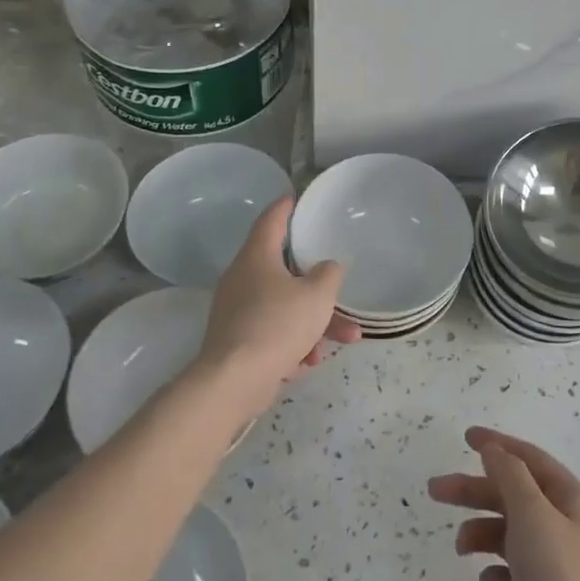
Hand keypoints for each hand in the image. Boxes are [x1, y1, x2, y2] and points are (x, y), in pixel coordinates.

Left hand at [191, 196, 359, 418]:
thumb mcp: (317, 295)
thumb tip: (327, 267)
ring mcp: (237, 310)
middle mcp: (242, 277)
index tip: (297, 199)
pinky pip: (273, 331)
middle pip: (286, 270)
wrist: (233, 381)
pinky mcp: (236, 340)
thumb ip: (329, 275)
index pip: (272, 219)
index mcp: (257, 256)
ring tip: (346, 340)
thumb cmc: (277, 324)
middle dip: (319, 286)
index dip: (286, 207)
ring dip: (314, 321)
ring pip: (284, 305)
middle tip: (340, 289)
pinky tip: (309, 362)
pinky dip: (294, 341)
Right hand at [429, 427, 579, 580]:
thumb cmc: (560, 578)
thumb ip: (509, 475)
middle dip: (475, 493)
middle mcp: (567, 530)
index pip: (531, 461)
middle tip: (435, 490)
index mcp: (573, 502)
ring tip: (461, 548)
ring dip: (482, 536)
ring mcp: (555, 569)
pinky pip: (511, 578)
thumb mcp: (531, 513)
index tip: (466, 437)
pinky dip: (497, 578)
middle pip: (513, 498)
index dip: (499, 445)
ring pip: (508, 537)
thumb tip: (494, 450)